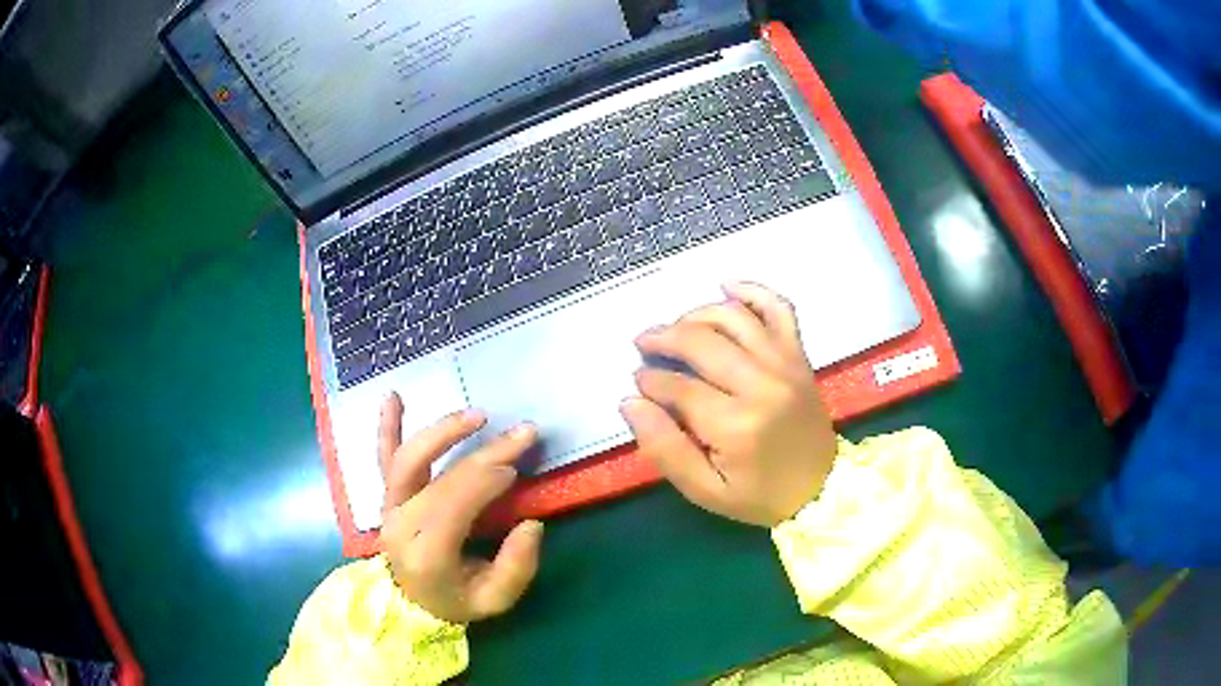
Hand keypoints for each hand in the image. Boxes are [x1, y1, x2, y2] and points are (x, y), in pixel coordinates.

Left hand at [377, 395, 543, 623]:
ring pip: (407, 460)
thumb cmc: (456, 601)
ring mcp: (389, 507)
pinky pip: (383, 457)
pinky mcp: (387, 496)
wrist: (412, 604)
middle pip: (440, 480)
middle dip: (485, 454)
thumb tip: (531, 524)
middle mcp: (401, 525)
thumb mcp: (495, 600)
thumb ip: (516, 568)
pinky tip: (392, 396)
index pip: (453, 505)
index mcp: (427, 554)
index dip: (485, 481)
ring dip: (442, 432)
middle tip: (522, 434)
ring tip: (477, 415)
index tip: (515, 468)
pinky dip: (387, 426)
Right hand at [620, 282, 837, 526]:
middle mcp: (761, 383)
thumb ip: (665, 449)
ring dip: (696, 314)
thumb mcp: (705, 491)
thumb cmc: (760, 496)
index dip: (650, 380)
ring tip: (676, 326)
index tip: (638, 382)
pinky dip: (753, 290)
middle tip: (643, 344)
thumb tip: (630, 403)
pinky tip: (727, 285)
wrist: (822, 489)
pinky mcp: (798, 356)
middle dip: (663, 337)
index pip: (678, 386)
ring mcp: (785, 363)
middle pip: (701, 342)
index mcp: (735, 425)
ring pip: (733, 317)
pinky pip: (779, 308)